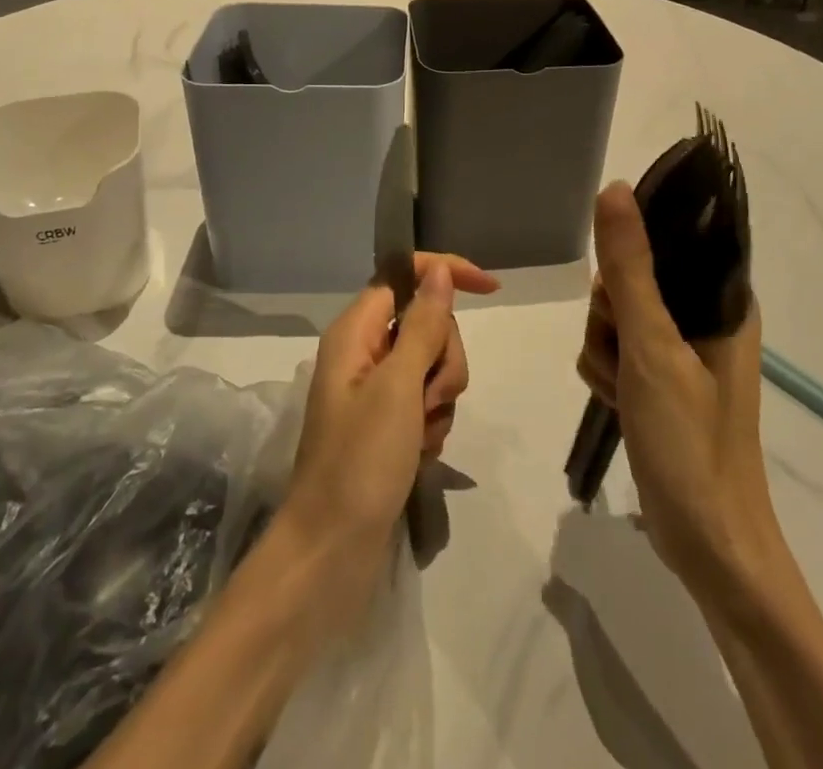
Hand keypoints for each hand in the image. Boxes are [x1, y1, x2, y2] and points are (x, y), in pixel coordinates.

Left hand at [283, 253, 498, 593]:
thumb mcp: (398, 387)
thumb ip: (423, 324)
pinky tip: (420, 454)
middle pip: (428, 324)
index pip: (404, 275)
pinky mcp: (389, 424)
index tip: (491, 289)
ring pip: (435, 365)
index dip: (445, 273)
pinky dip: (434, 424)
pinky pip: (429, 402)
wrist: (331, 554)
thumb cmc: (360, 462)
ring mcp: (377, 390)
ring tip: (420, 437)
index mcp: (356, 331)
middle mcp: (365, 352)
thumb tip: (437, 268)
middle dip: (443, 359)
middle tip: (427, 399)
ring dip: (440, 398)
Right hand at [576, 183, 779, 592]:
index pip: (669, 238)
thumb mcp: (653, 347)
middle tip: (628, 355)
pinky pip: (614, 350)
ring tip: (626, 390)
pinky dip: (607, 373)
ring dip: (605, 350)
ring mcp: (680, 350)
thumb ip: (630, 267)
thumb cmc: (690, 441)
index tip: (621, 295)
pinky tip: (619, 403)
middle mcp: (704, 316)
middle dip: (611, 316)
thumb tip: (614, 188)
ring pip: (614, 316)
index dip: (633, 256)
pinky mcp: (659, 380)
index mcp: (722, 298)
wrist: (708, 545)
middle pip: (631, 277)